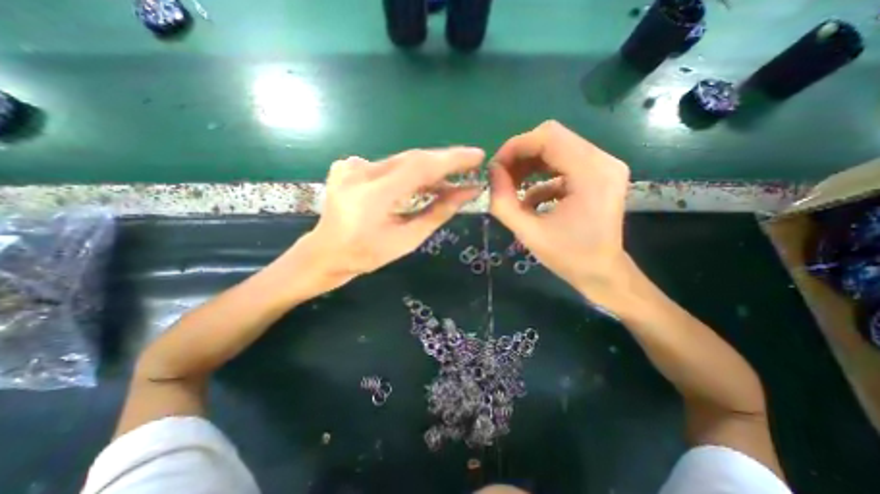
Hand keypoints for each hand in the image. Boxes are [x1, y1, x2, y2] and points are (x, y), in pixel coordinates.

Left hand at [296, 148, 487, 293]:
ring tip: (451, 180)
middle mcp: (360, 172)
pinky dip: (409, 172)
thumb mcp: (407, 240)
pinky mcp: (349, 165)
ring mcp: (351, 165)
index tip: (477, 156)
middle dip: (444, 162)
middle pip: (413, 159)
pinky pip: (389, 165)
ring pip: (402, 161)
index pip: (420, 166)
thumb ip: (438, 213)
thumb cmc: (367, 254)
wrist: (326, 252)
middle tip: (469, 167)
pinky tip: (421, 184)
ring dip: (429, 169)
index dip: (452, 159)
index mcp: (373, 196)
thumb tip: (467, 192)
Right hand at [489, 120, 633, 305]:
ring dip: (529, 164)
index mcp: (591, 173)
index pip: (548, 137)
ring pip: (556, 148)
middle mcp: (603, 161)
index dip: (515, 146)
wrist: (602, 273)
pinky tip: (530, 198)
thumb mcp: (528, 233)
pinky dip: (541, 175)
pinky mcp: (598, 174)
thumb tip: (492, 173)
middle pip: (552, 138)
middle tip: (501, 177)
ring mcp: (604, 166)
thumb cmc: (568, 257)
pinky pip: (563, 163)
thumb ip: (503, 202)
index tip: (495, 168)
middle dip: (520, 155)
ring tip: (511, 185)